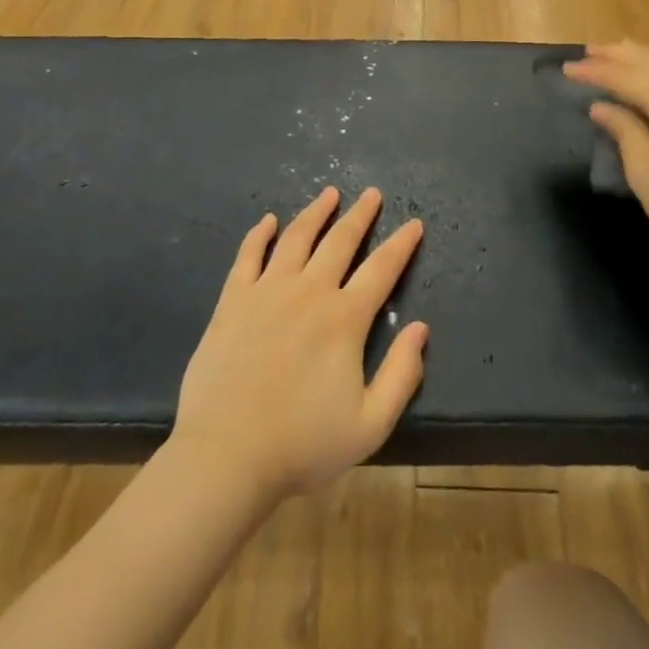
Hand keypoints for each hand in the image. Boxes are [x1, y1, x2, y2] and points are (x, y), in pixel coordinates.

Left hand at [172, 187, 428, 506]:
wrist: (226, 455)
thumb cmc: (302, 445)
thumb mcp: (370, 424)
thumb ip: (401, 375)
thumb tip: (421, 329)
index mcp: (344, 319)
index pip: (381, 269)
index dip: (401, 244)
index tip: (414, 223)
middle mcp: (309, 292)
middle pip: (340, 241)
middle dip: (360, 215)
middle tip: (372, 194)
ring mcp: (267, 291)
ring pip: (296, 238)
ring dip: (315, 212)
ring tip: (329, 193)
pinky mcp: (233, 300)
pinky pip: (248, 255)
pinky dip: (259, 234)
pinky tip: (267, 220)